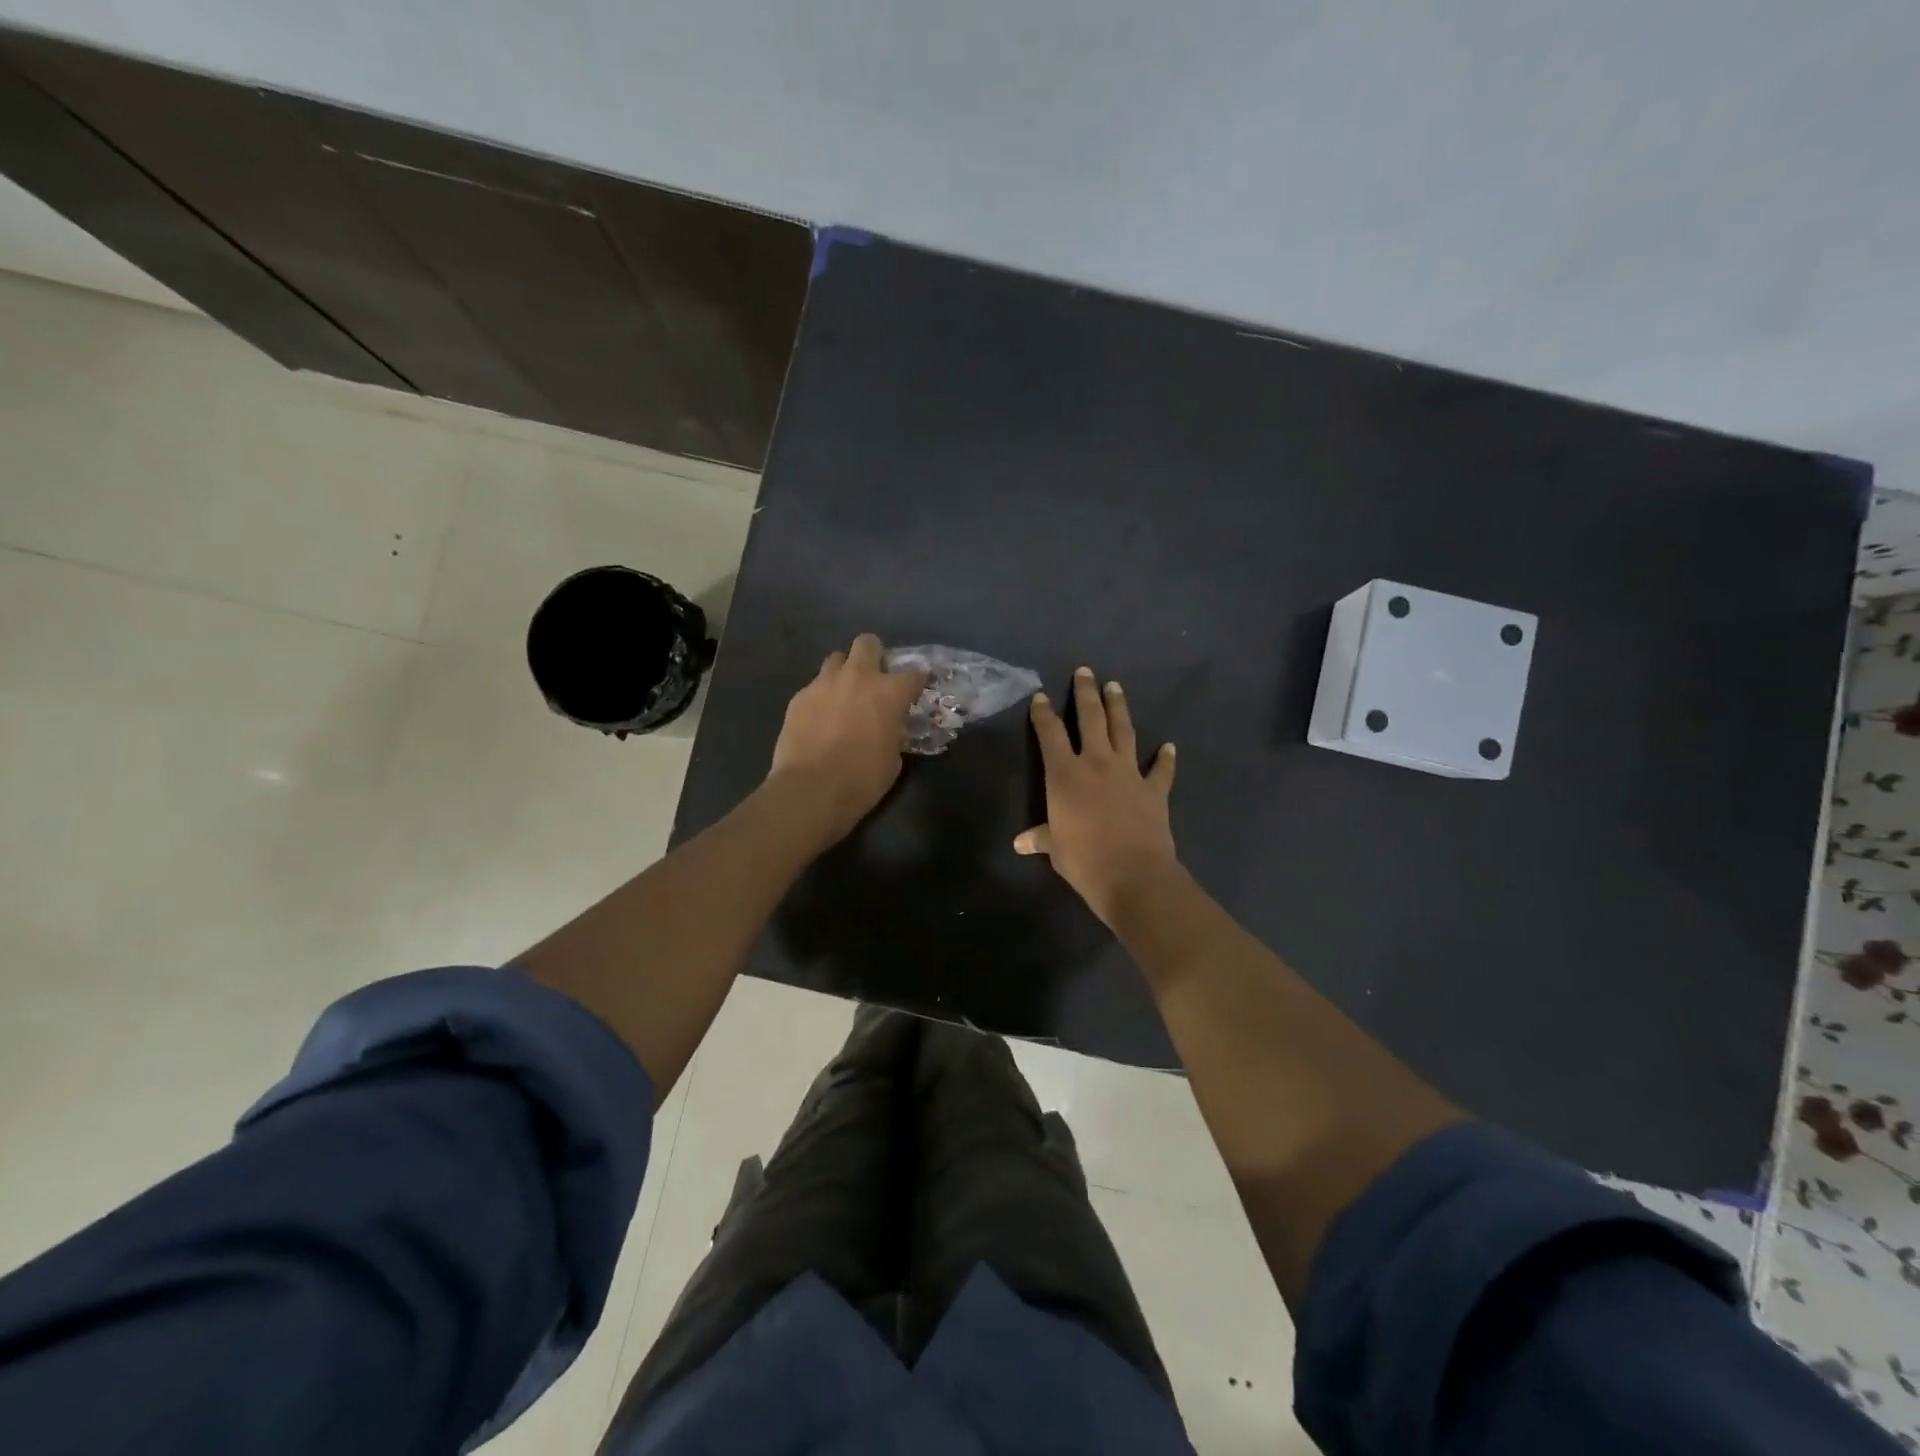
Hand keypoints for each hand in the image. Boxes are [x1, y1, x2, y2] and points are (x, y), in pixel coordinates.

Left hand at [767, 633, 927, 842]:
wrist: (811, 790)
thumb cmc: (862, 780)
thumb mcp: (893, 759)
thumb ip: (893, 733)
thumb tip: (888, 728)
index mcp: (889, 693)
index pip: (913, 674)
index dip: (917, 681)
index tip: (915, 690)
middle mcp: (857, 678)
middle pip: (867, 643)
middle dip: (874, 655)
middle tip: (874, 679)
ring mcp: (824, 684)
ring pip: (836, 659)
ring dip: (844, 672)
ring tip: (843, 695)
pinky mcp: (798, 697)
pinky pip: (814, 686)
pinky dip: (822, 697)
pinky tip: (820, 718)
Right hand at [1015, 666, 1179, 926]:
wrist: (1133, 875)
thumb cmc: (1084, 860)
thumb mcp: (1055, 849)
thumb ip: (1041, 837)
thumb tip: (1020, 842)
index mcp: (1065, 775)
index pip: (1050, 734)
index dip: (1044, 714)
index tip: (1042, 697)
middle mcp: (1096, 763)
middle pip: (1090, 718)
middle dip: (1086, 693)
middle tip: (1085, 671)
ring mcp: (1128, 773)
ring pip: (1123, 730)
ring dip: (1118, 707)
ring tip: (1114, 687)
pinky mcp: (1154, 789)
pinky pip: (1160, 769)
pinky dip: (1165, 758)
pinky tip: (1168, 747)